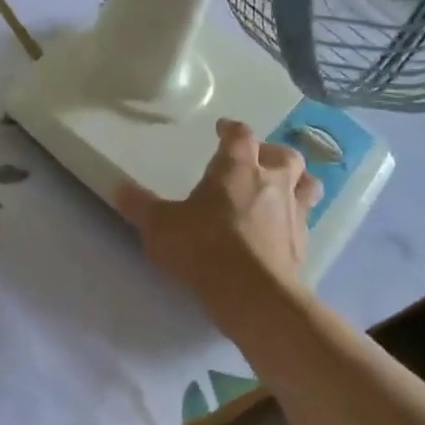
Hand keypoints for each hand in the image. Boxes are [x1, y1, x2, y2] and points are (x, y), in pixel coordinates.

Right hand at [114, 118, 318, 305]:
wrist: (252, 295)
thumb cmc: (204, 247)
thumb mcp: (160, 226)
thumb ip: (140, 206)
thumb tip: (117, 188)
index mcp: (237, 168)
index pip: (240, 135)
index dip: (231, 129)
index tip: (223, 129)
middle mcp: (272, 182)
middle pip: (284, 155)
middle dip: (271, 153)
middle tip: (256, 159)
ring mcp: (293, 213)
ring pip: (307, 184)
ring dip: (297, 180)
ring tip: (282, 187)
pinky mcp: (303, 244)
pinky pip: (306, 220)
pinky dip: (296, 217)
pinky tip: (282, 228)